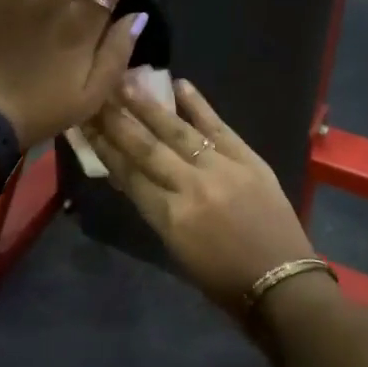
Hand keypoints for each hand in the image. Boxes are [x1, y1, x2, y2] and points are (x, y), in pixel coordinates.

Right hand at [83, 76, 318, 315]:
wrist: (283, 283)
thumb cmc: (223, 280)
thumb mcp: (177, 250)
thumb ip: (155, 209)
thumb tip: (130, 177)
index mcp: (170, 217)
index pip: (128, 174)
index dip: (103, 147)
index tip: (85, 123)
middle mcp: (191, 187)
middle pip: (146, 147)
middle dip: (117, 120)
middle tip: (96, 94)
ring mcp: (222, 169)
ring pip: (177, 131)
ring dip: (149, 106)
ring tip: (127, 83)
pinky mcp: (249, 159)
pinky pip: (219, 126)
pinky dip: (199, 106)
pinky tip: (180, 85)